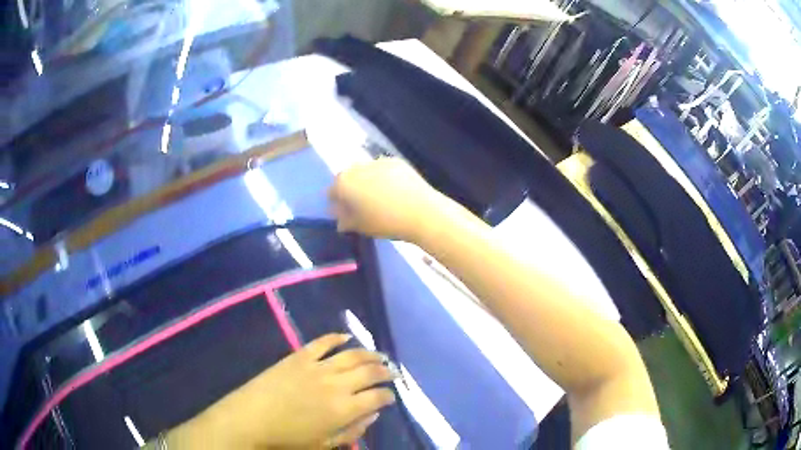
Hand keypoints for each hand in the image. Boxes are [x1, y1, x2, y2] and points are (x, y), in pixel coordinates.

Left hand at [174, 334, 395, 448]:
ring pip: (352, 354)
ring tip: (379, 355)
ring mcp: (317, 367)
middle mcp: (336, 384)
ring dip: (369, 353)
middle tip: (392, 372)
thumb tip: (373, 415)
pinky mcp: (299, 356)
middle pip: (370, 372)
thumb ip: (353, 431)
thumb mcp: (325, 444)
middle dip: (385, 371)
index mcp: (344, 409)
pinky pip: (322, 342)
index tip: (391, 396)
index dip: (389, 396)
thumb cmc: (288, 438)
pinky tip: (346, 337)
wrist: (251, 419)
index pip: (378, 397)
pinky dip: (337, 337)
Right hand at [329, 158, 448, 242]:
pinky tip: (394, 191)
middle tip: (361, 206)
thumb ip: (345, 220)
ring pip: (366, 172)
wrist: (421, 212)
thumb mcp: (360, 226)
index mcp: (343, 183)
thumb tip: (339, 218)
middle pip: (348, 178)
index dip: (337, 203)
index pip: (332, 191)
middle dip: (351, 190)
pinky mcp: (396, 161)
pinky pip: (383, 169)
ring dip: (367, 182)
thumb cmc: (385, 222)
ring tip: (380, 198)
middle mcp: (357, 167)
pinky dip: (384, 178)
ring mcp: (378, 161)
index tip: (345, 213)